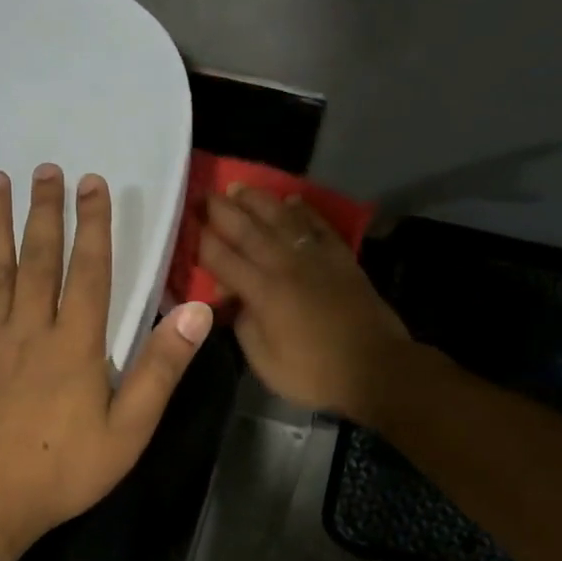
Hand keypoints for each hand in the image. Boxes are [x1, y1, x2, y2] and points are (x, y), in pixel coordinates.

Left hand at [0, 164, 213, 560]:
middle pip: (38, 260)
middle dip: (45, 212)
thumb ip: (161, 368)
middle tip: (44, 169)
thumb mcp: (129, 429)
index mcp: (74, 345)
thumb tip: (195, 311)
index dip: (94, 225)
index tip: (93, 183)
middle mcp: (28, 332)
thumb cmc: (62, 472)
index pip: (88, 272)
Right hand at [199, 186, 413, 421]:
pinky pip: (319, 226)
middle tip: (202, 193)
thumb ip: (245, 327)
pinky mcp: (342, 259)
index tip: (185, 223)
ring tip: (240, 187)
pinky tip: (292, 200)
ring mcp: (317, 258)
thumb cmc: (314, 373)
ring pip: (283, 218)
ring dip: (259, 201)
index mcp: (263, 292)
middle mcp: (286, 266)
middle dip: (222, 210)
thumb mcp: (265, 362)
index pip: (223, 259)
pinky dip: (304, 210)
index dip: (201, 241)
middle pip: (248, 230)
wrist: (376, 368)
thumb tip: (237, 301)